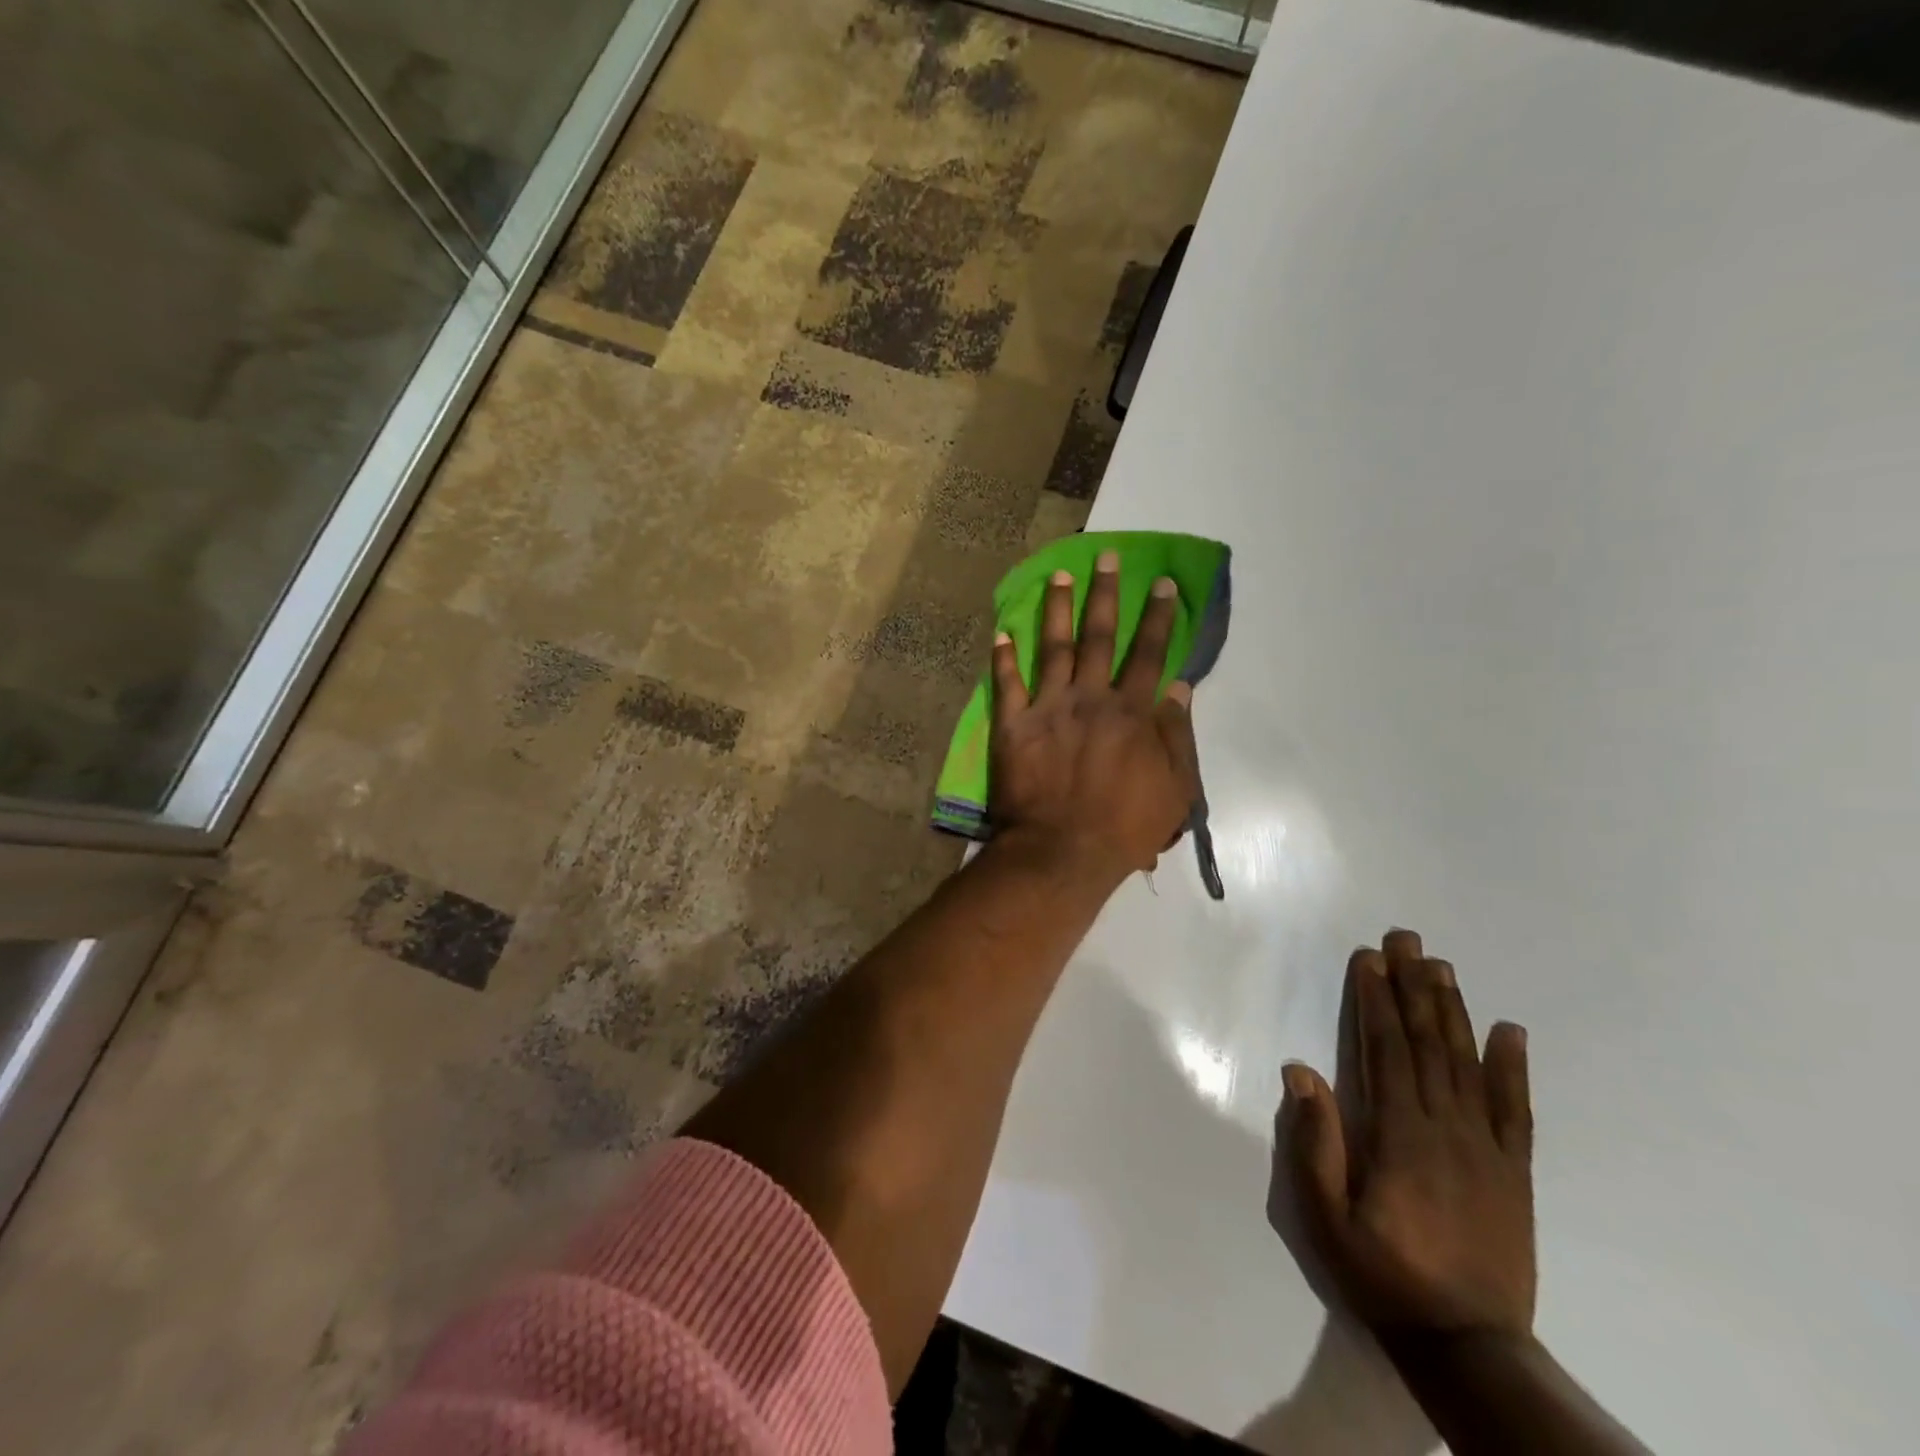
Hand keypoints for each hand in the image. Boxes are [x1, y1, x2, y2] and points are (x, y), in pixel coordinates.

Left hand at [988, 551, 1198, 882]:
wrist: (1062, 852)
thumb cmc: (1125, 827)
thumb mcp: (1174, 788)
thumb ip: (1177, 734)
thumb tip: (1179, 686)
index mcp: (1131, 712)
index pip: (1148, 653)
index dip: (1156, 617)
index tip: (1161, 583)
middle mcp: (1090, 698)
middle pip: (1100, 637)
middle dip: (1106, 594)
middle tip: (1107, 557)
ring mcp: (1048, 708)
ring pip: (1053, 647)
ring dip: (1056, 608)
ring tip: (1059, 574)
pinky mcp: (1013, 725)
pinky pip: (1006, 683)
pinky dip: (1003, 657)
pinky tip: (1002, 631)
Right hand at [1282, 930, 1534, 1338]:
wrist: (1470, 1345)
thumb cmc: (1383, 1273)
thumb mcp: (1326, 1216)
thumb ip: (1316, 1142)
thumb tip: (1302, 1070)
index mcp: (1399, 1134)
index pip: (1385, 1049)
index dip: (1376, 999)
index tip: (1370, 958)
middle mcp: (1446, 1128)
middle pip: (1427, 1043)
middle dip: (1413, 987)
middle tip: (1407, 939)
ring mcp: (1486, 1148)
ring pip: (1467, 1064)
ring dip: (1453, 1010)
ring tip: (1442, 966)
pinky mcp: (1515, 1172)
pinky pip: (1516, 1110)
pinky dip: (1513, 1068)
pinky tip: (1511, 1031)